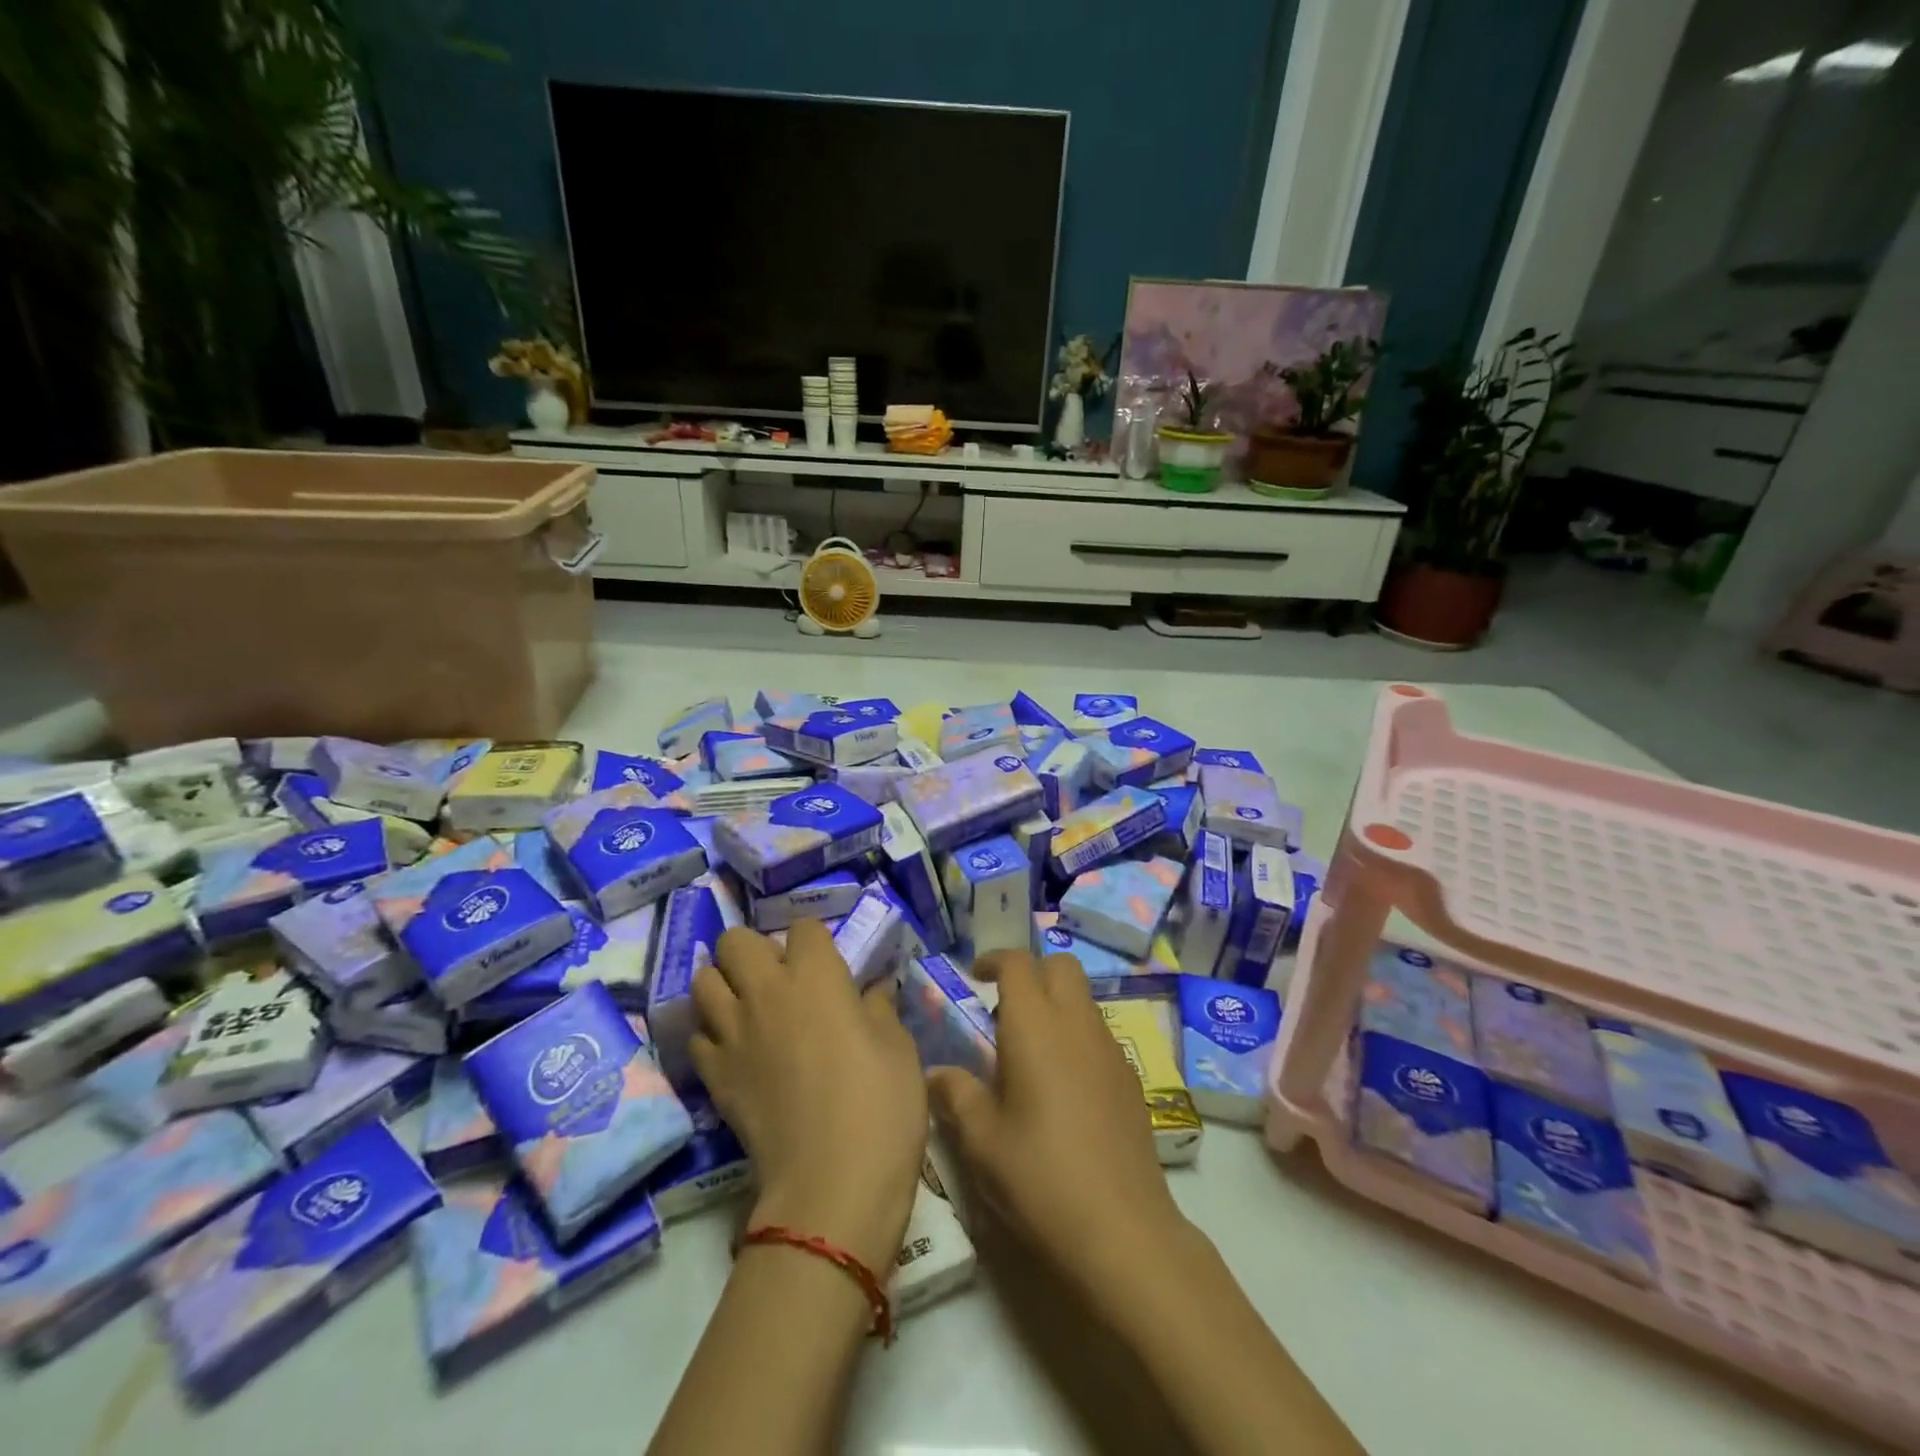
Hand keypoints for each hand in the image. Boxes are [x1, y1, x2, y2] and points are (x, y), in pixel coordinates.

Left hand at [692, 920, 926, 1272]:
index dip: (815, 941)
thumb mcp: (898, 1048)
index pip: (802, 927)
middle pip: (734, 940)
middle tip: (779, 978)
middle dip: (754, 949)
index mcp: (816, 975)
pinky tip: (737, 1050)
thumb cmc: (881, 1104)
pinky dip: (713, 1034)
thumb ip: (879, 1007)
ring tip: (749, 1007)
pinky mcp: (713, 1075)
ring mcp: (732, 1033)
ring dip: (724, 984)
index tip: (828, 965)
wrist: (832, 1183)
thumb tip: (872, 989)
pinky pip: (698, 1036)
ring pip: (703, 980)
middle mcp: (765, 991)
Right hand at [928, 950, 1187, 1302]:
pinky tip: (1062, 1085)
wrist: (1122, 1229)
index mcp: (1036, 1026)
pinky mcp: (1131, 1078)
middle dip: (1031, 971)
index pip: (1018, 963)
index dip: (994, 960)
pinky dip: (1076, 1034)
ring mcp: (1110, 1049)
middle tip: (1004, 1007)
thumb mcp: (982, 1141)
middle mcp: (1077, 1023)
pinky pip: (1099, 1032)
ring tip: (1029, 1050)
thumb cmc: (1040, 1177)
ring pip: (1083, 997)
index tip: (975, 976)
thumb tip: (936, 1073)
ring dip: (1056, 1002)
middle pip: (1060, 965)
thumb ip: (956, 1095)